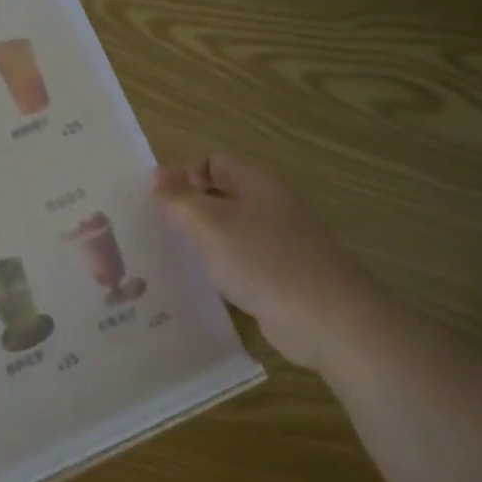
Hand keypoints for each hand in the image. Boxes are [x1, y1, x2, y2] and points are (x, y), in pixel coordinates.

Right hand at [151, 152, 381, 366]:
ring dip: (203, 241)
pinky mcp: (282, 274)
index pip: (212, 163)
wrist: (327, 318)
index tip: (156, 204)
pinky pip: (243, 260)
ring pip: (231, 230)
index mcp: (257, 183)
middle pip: (221, 195)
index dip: (182, 176)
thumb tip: (154, 176)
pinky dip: (222, 267)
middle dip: (189, 209)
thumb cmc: (263, 260)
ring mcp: (280, 241)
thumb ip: (179, 200)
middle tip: (156, 231)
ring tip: (171, 259)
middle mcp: (270, 205)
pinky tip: (204, 285)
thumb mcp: (210, 225)